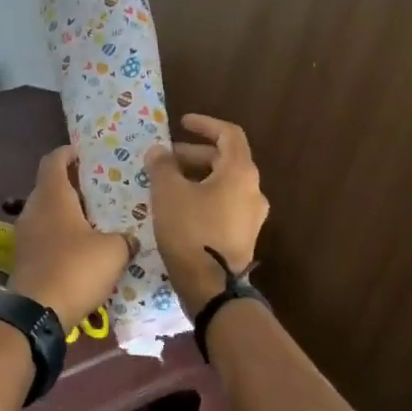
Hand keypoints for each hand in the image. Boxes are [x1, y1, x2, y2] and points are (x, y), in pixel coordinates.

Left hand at [9, 146, 131, 324]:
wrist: (37, 313)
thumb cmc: (75, 269)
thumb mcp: (113, 251)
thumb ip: (124, 239)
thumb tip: (130, 239)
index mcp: (52, 196)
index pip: (54, 160)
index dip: (68, 153)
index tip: (84, 153)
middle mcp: (33, 209)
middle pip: (50, 187)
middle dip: (74, 186)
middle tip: (101, 190)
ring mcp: (25, 234)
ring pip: (47, 213)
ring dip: (68, 213)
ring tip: (96, 220)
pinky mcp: (24, 257)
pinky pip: (44, 236)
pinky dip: (61, 235)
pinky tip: (82, 249)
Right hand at [145, 114, 269, 315]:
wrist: (212, 287)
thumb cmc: (191, 231)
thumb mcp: (168, 193)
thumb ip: (162, 166)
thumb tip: (159, 151)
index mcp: (240, 172)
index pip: (229, 134)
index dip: (205, 124)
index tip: (182, 123)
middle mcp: (252, 190)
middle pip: (226, 159)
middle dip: (194, 154)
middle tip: (166, 159)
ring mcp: (251, 216)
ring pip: (224, 184)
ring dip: (197, 177)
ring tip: (168, 184)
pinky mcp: (243, 236)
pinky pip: (224, 205)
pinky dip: (203, 196)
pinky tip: (179, 209)